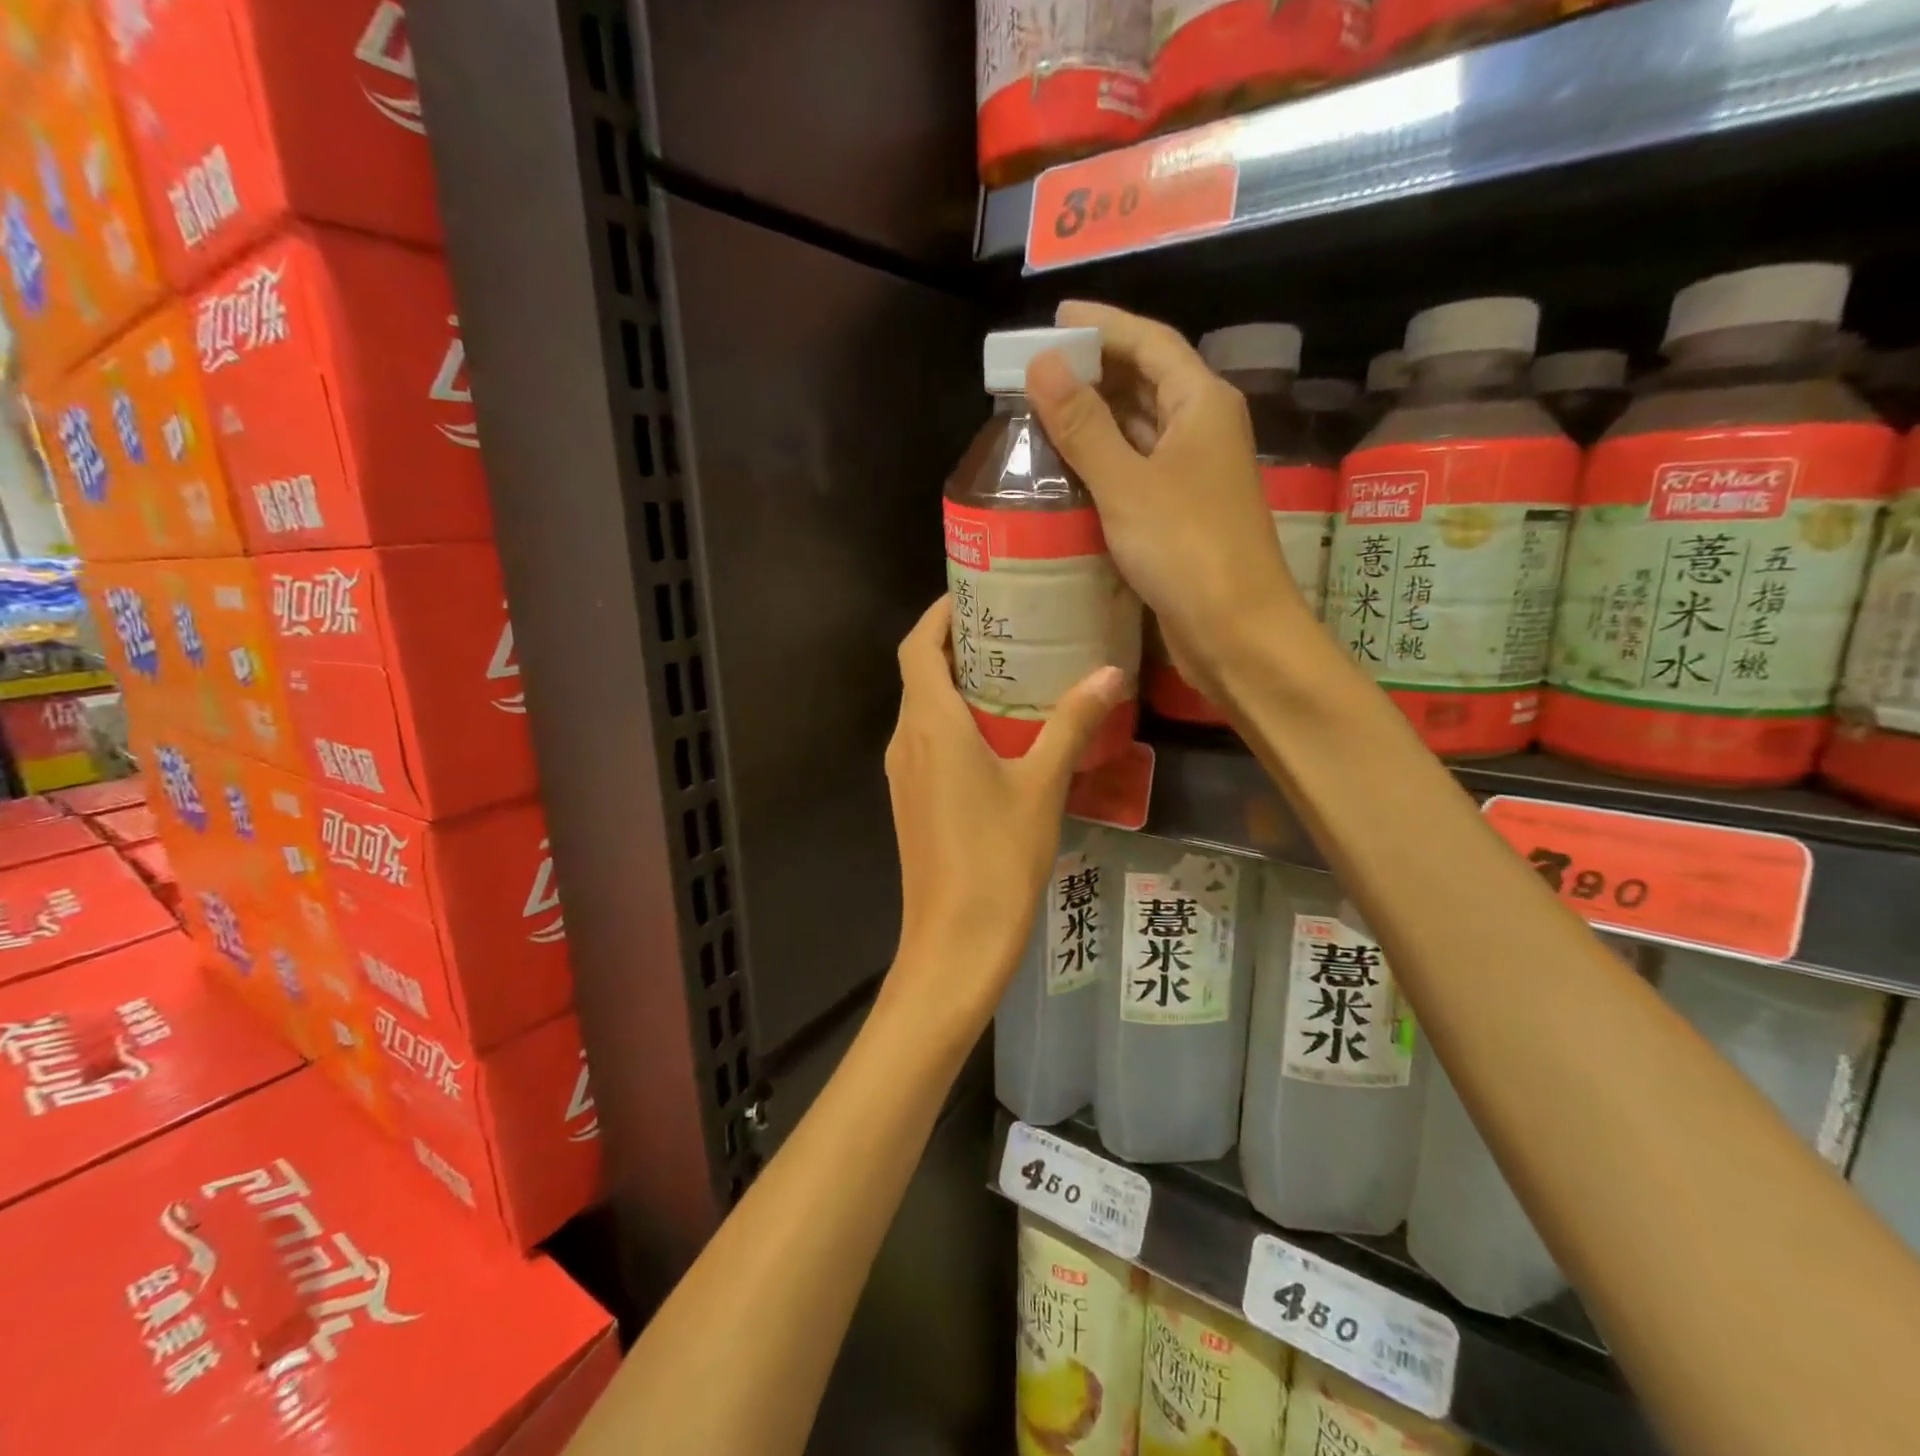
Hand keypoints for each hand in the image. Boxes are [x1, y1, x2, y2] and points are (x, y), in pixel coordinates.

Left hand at [883, 596, 1123, 1028]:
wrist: (955, 940)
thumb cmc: (997, 857)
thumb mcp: (1043, 785)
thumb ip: (1072, 724)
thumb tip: (1111, 674)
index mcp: (930, 724)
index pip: (918, 645)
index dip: (940, 613)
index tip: (977, 591)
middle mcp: (906, 740)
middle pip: (920, 672)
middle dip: (957, 643)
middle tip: (1012, 626)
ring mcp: (904, 773)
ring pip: (923, 708)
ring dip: (958, 683)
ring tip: (1013, 670)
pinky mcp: (912, 800)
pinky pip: (928, 741)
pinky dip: (955, 720)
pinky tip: (1000, 733)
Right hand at [1024, 300, 1313, 703]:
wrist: (1235, 631)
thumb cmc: (1187, 549)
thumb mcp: (1127, 483)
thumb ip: (1084, 425)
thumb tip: (1042, 363)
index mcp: (1201, 404)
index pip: (1149, 342)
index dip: (1103, 324)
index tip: (1056, 316)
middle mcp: (1203, 430)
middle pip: (1146, 381)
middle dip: (1095, 370)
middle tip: (1037, 368)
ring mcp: (1194, 475)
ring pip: (1140, 430)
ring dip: (1096, 419)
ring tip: (1042, 412)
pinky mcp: (1181, 515)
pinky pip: (1137, 472)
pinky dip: (1104, 463)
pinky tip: (1069, 470)